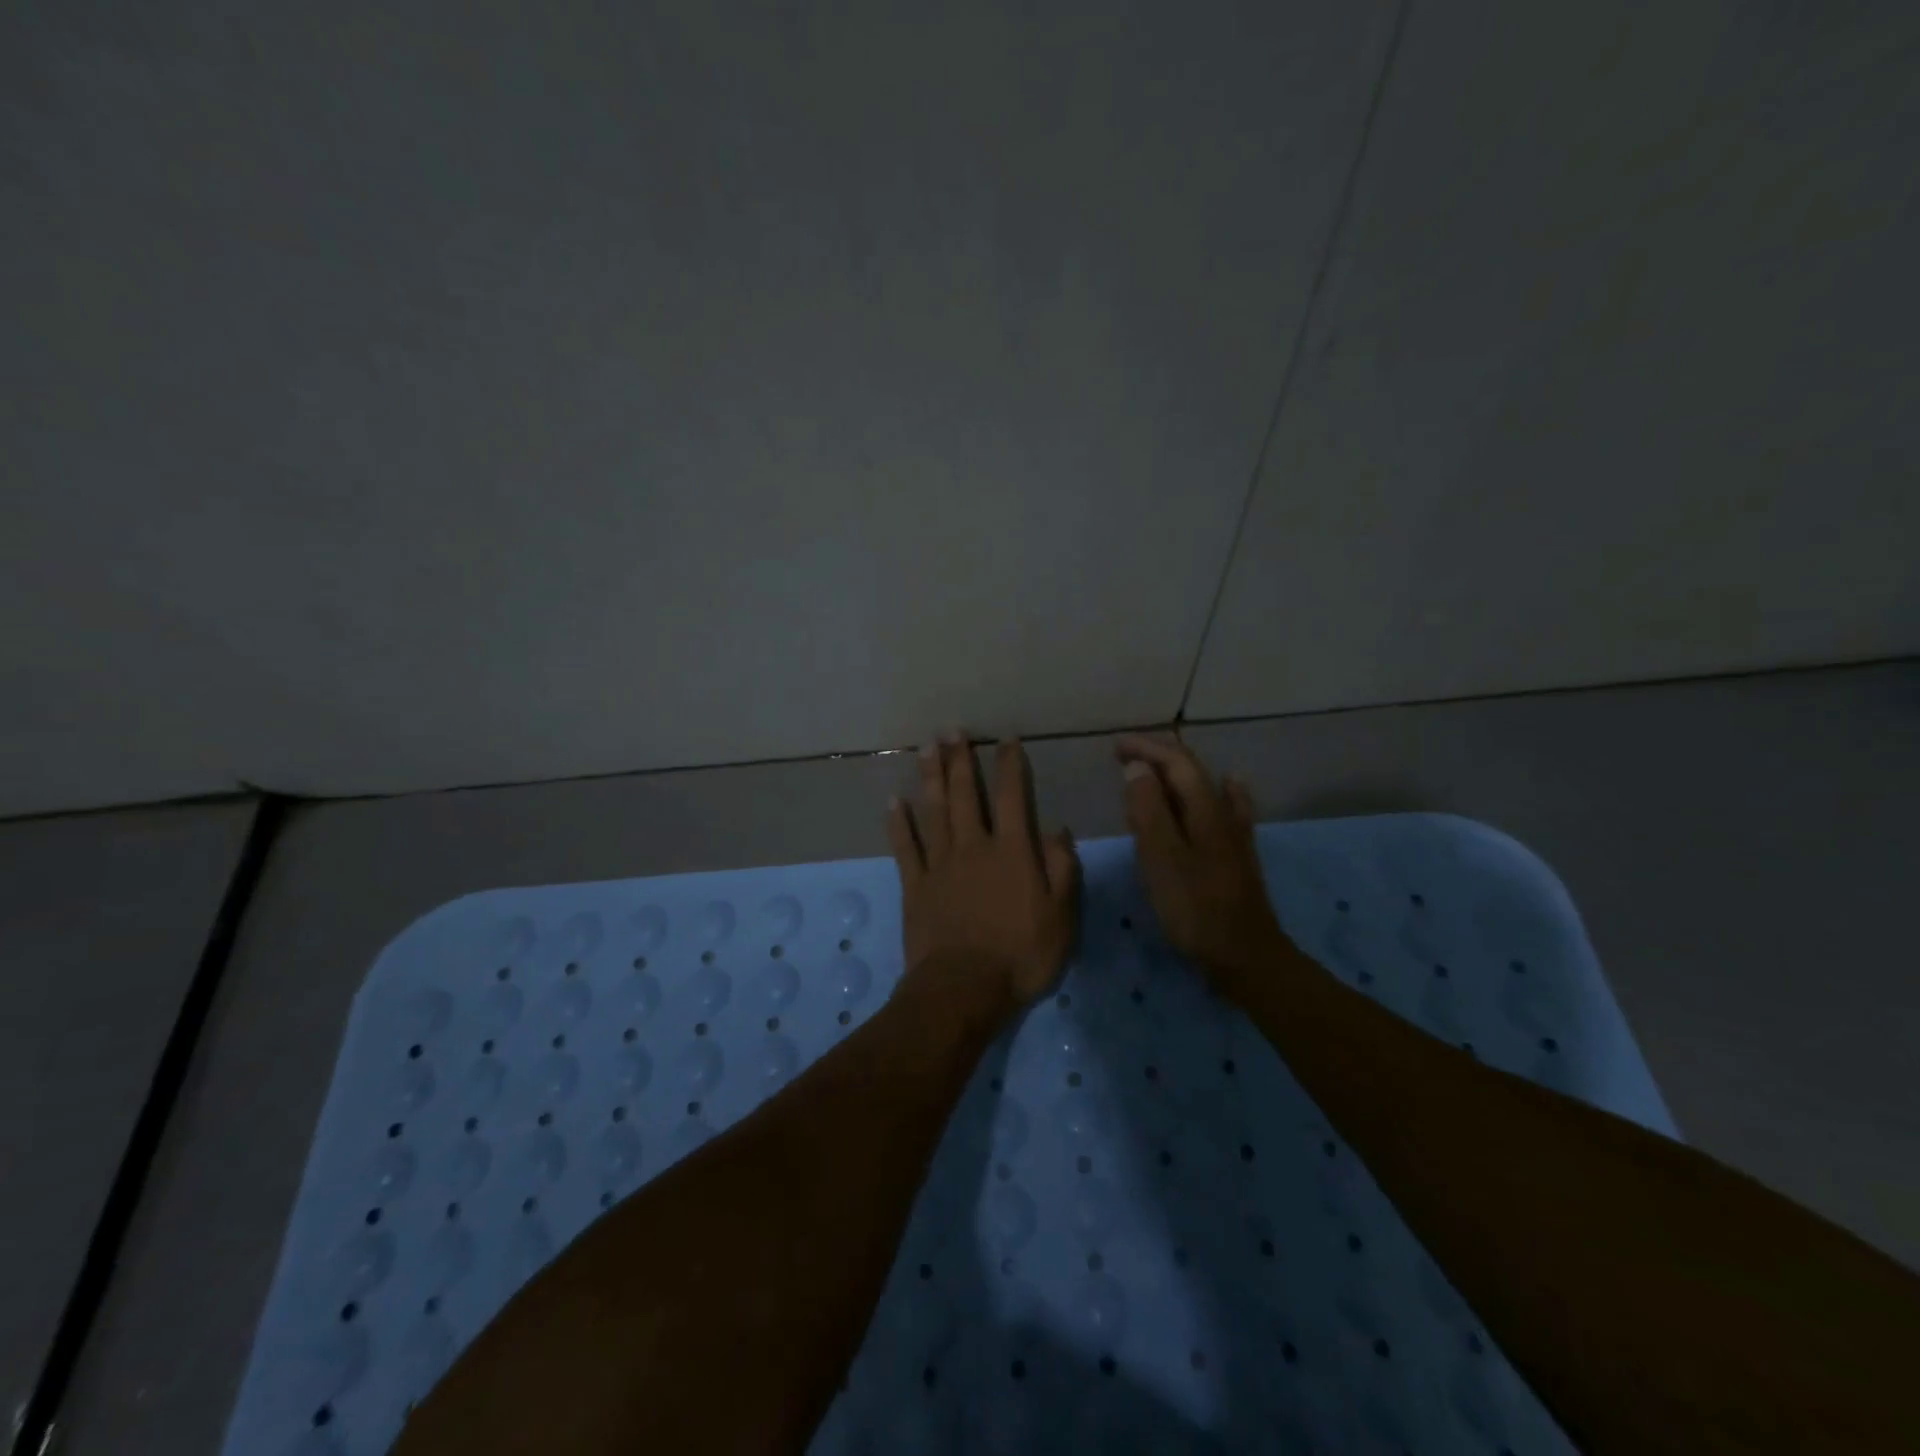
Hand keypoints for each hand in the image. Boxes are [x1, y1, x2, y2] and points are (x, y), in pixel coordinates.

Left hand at [887, 736, 1079, 1012]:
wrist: (964, 988)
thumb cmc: (1021, 955)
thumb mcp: (1062, 916)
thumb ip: (1063, 869)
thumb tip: (1058, 829)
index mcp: (1012, 851)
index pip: (1013, 797)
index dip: (1010, 765)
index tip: (1005, 739)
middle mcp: (974, 846)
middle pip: (966, 794)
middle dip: (960, 759)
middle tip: (951, 730)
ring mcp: (940, 864)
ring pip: (934, 811)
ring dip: (930, 777)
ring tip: (925, 748)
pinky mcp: (915, 885)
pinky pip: (905, 847)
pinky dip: (898, 823)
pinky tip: (893, 801)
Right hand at [1117, 734, 1291, 992]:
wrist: (1244, 956)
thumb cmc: (1195, 908)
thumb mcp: (1161, 858)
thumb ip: (1148, 810)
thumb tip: (1137, 767)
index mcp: (1205, 809)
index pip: (1176, 762)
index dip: (1146, 748)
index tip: (1114, 746)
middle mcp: (1223, 814)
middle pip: (1192, 772)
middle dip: (1158, 758)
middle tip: (1123, 757)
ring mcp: (1234, 836)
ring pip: (1205, 790)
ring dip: (1176, 776)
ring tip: (1152, 773)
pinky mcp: (1237, 857)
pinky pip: (1225, 809)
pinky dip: (1217, 792)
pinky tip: (1229, 787)